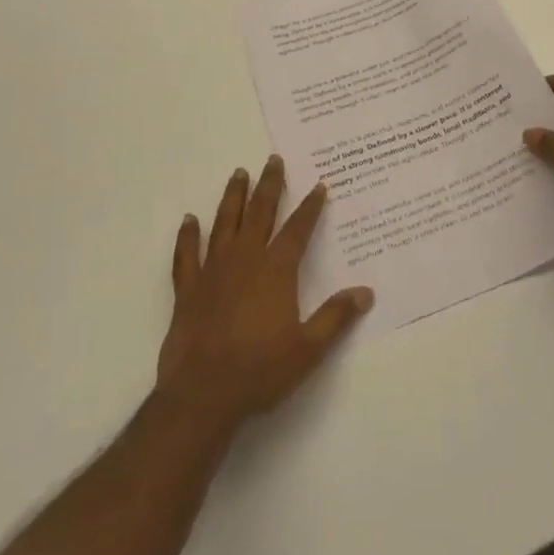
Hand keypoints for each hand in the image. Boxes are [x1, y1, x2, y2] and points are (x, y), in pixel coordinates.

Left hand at [156, 157, 372, 436]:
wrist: (202, 395)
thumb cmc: (260, 371)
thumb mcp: (308, 349)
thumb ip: (336, 317)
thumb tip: (366, 292)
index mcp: (276, 270)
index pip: (298, 229)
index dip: (310, 206)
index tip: (318, 185)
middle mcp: (245, 259)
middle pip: (260, 213)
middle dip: (269, 185)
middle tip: (273, 160)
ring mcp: (213, 271)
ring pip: (225, 223)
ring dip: (233, 197)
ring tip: (238, 173)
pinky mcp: (188, 289)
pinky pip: (187, 255)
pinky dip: (188, 236)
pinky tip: (189, 219)